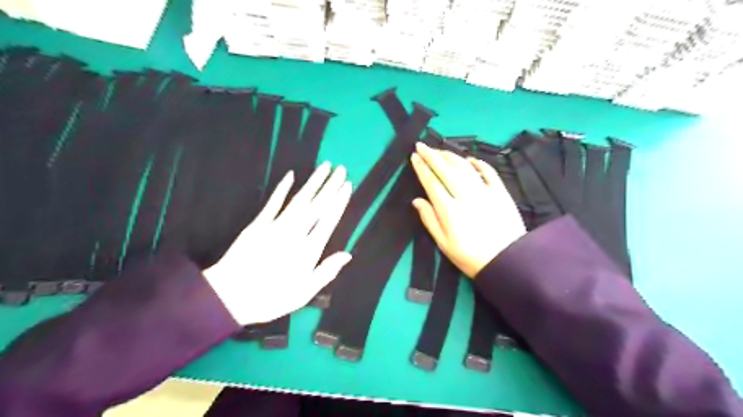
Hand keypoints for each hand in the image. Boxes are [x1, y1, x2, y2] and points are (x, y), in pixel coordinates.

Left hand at [203, 162, 350, 326]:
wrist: (228, 297)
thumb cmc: (270, 298)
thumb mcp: (303, 293)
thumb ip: (326, 272)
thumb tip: (347, 255)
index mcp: (309, 250)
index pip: (329, 220)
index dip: (340, 201)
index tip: (348, 186)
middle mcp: (295, 233)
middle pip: (317, 205)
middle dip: (331, 186)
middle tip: (342, 170)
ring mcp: (276, 226)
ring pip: (300, 199)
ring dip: (313, 182)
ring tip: (325, 167)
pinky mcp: (258, 224)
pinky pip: (273, 203)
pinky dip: (282, 188)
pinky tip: (291, 175)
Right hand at [409, 141, 523, 277]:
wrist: (508, 262)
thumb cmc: (471, 257)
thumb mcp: (444, 244)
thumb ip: (429, 220)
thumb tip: (417, 200)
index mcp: (449, 210)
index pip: (432, 183)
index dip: (421, 168)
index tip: (414, 157)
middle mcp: (466, 196)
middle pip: (446, 170)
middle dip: (432, 156)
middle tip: (422, 145)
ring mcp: (485, 192)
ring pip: (465, 167)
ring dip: (451, 156)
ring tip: (440, 150)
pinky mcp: (501, 192)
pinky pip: (489, 172)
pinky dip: (478, 163)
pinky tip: (470, 159)